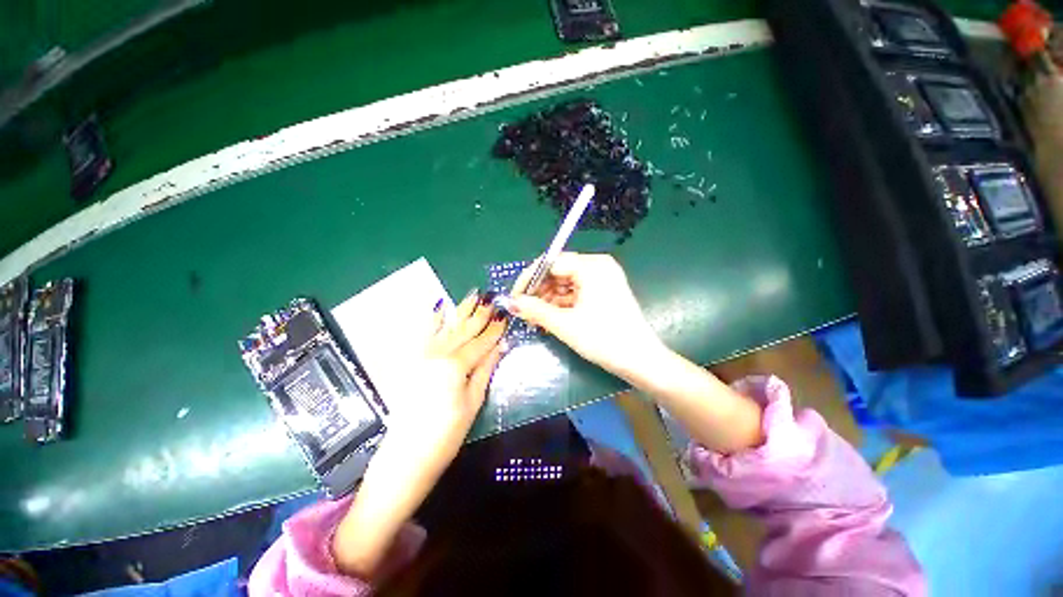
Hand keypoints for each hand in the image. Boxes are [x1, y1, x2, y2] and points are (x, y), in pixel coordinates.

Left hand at [334, 291, 504, 578]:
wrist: (405, 456)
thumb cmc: (446, 435)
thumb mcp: (473, 403)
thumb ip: (486, 369)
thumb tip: (501, 346)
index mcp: (456, 366)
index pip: (481, 342)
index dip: (495, 328)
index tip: (505, 314)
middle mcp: (438, 354)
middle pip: (464, 329)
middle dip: (480, 313)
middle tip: (492, 297)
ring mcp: (422, 355)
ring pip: (447, 326)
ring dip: (461, 309)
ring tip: (473, 294)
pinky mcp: (411, 361)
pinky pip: (423, 334)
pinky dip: (432, 318)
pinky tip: (438, 306)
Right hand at [509, 253, 664, 378]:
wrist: (640, 361)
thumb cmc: (604, 339)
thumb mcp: (565, 324)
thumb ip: (535, 310)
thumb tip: (511, 302)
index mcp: (592, 266)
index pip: (551, 263)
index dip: (529, 279)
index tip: (515, 298)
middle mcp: (598, 266)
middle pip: (558, 272)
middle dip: (539, 292)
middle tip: (523, 311)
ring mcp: (603, 279)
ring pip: (565, 284)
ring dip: (548, 300)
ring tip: (535, 318)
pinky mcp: (604, 292)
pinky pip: (576, 292)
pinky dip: (561, 304)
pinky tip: (550, 318)